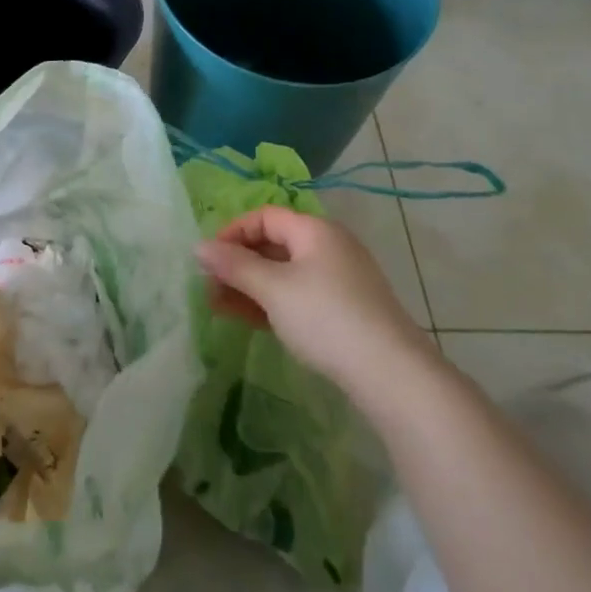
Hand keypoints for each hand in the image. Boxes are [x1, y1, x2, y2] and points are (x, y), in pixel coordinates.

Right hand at [197, 208, 436, 392]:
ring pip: (283, 273)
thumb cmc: (326, 318)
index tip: (208, 259)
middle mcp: (328, 246)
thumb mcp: (273, 289)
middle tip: (208, 287)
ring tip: (218, 307)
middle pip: (273, 244)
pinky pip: (298, 294)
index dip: (232, 232)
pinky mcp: (344, 309)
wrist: (392, 375)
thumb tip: (198, 246)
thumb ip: (234, 266)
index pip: (264, 216)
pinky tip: (249, 320)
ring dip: (250, 286)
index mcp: (314, 230)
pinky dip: (271, 302)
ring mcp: (339, 279)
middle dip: (237, 264)